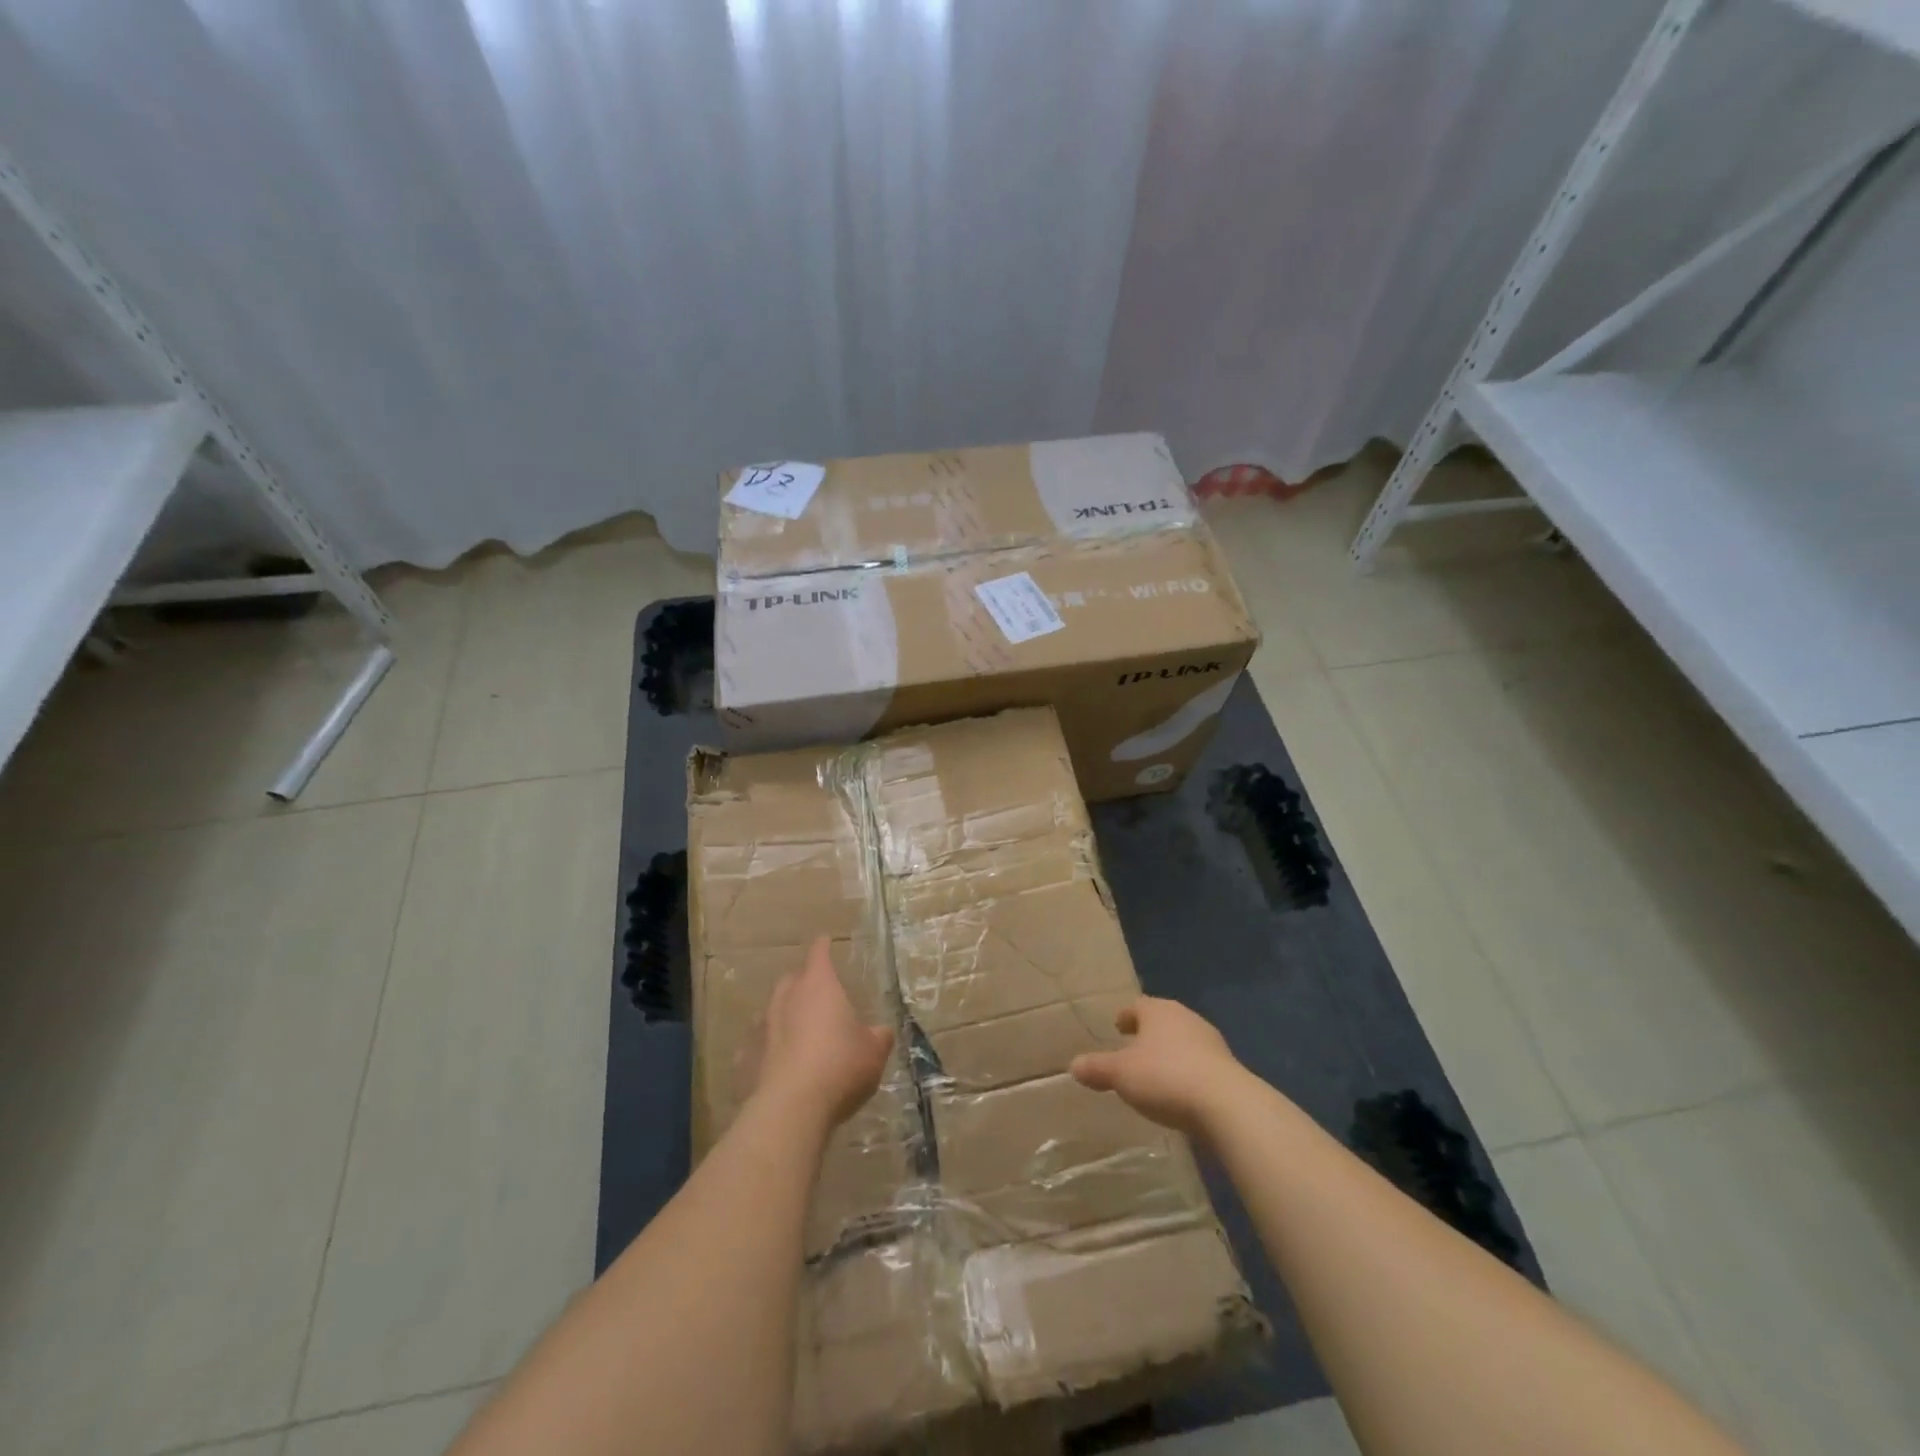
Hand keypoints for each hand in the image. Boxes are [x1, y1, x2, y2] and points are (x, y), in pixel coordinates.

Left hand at [751, 936, 894, 1129]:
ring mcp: (763, 1028)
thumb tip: (881, 1031)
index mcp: (819, 986)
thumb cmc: (840, 1066)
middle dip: (801, 981)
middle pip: (791, 980)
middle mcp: (787, 999)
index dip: (823, 946)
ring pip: (771, 1011)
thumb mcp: (874, 1051)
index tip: (824, 940)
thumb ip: (878, 1036)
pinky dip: (766, 1050)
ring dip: (783, 1015)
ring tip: (796, 1028)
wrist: (792, 1107)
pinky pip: (757, 1047)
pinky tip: (774, 1063)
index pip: (819, 955)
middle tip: (815, 991)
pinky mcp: (747, 1059)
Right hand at [1069, 996, 1245, 1135]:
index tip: (1118, 1026)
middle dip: (1148, 1033)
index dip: (1126, 1016)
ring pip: (1182, 1041)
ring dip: (1169, 1053)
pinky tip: (1180, 1091)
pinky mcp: (1227, 1069)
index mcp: (1158, 1011)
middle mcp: (1185, 1018)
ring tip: (1156, 1072)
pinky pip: (1199, 1064)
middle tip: (1133, 1048)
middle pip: (1162, 1021)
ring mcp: (1210, 1042)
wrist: (1226, 1105)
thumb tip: (1073, 1065)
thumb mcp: (1121, 1074)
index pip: (1137, 1006)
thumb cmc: (1165, 1077)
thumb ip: (1097, 1068)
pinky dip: (1187, 1071)